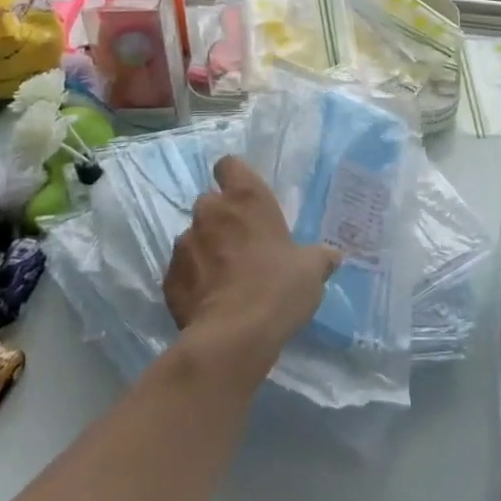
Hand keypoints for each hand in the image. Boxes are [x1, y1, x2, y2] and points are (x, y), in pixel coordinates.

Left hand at [165, 157, 339, 380]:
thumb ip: (319, 257)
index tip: (245, 198)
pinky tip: (209, 301)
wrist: (234, 336)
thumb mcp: (312, 270)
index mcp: (246, 198)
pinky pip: (182, 270)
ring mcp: (184, 243)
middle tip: (241, 245)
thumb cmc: (279, 288)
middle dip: (221, 218)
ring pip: (193, 236)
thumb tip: (332, 255)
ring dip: (206, 249)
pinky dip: (193, 279)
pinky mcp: (169, 276)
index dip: (234, 177)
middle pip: (210, 202)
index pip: (229, 165)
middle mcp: (210, 211)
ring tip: (224, 278)